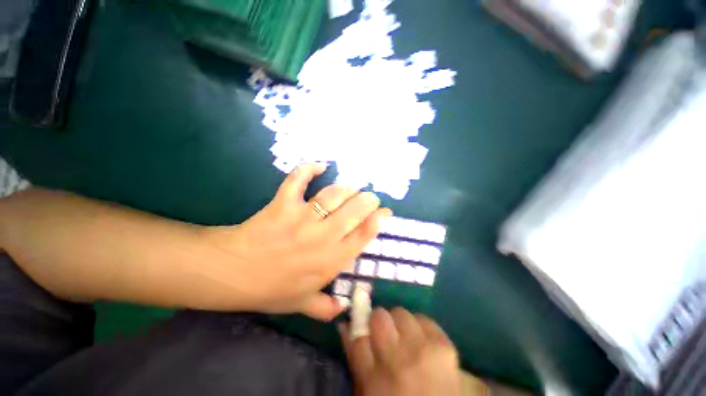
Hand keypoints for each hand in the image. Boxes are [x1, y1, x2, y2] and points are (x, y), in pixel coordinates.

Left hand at [206, 164, 391, 320]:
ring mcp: (302, 218)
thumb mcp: (301, 304)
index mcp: (330, 261)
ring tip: (350, 187)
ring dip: (346, 187)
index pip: (363, 236)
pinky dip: (308, 169)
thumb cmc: (270, 289)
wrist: (233, 272)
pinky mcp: (283, 204)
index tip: (385, 212)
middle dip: (367, 200)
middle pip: (354, 212)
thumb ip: (325, 308)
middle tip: (369, 196)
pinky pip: (298, 180)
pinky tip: (319, 166)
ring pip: (333, 195)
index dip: (378, 221)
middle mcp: (322, 237)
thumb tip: (345, 310)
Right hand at [341, 308, 461, 395]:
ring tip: (405, 338)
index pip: (357, 337)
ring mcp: (422, 350)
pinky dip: (419, 325)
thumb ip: (356, 359)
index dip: (357, 326)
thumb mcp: (370, 392)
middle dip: (379, 322)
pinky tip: (422, 341)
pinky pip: (423, 318)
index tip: (359, 323)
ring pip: (400, 313)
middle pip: (379, 318)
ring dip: (399, 323)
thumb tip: (345, 326)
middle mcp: (396, 360)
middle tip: (385, 333)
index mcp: (374, 380)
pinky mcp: (444, 345)